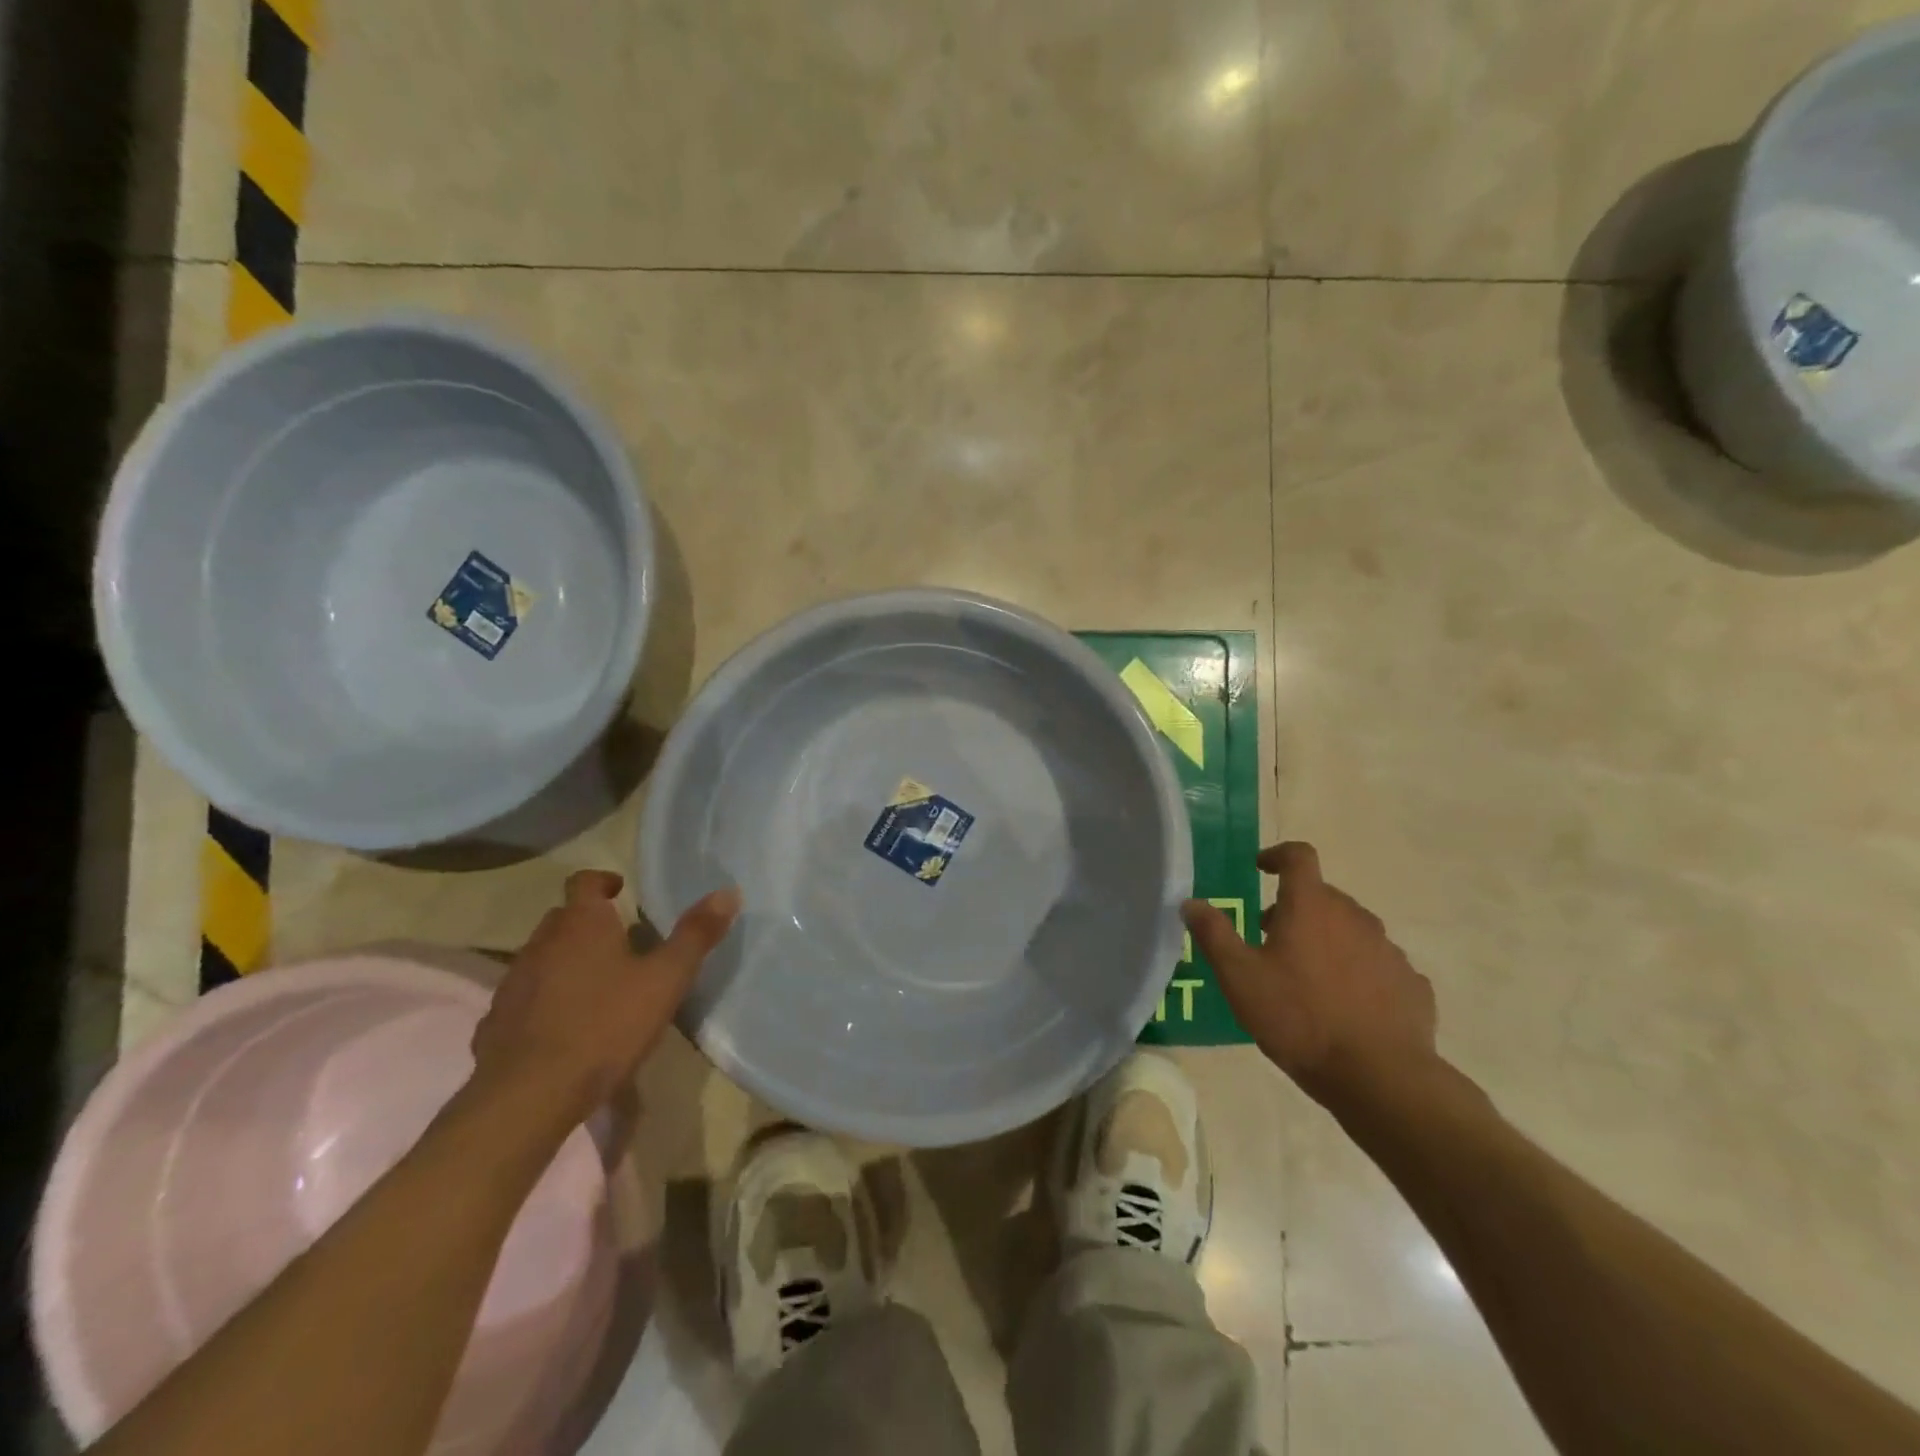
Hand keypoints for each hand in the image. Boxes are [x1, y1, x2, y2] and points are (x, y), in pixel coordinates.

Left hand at [472, 870, 740, 1122]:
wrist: (528, 1095)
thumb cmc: (606, 1025)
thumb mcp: (666, 980)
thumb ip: (696, 935)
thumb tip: (728, 891)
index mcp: (582, 923)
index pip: (584, 881)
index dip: (602, 881)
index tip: (621, 891)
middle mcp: (542, 942)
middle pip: (562, 918)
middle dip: (588, 923)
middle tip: (620, 941)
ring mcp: (513, 983)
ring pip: (542, 957)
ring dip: (565, 961)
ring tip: (597, 985)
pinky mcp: (495, 1023)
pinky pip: (524, 998)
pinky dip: (543, 1000)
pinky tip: (564, 1026)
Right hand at [1182, 842, 1437, 1111]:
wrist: (1379, 1077)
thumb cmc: (1299, 1018)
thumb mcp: (1239, 978)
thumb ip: (1213, 934)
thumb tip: (1191, 902)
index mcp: (1311, 906)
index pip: (1298, 857)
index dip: (1277, 855)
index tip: (1260, 868)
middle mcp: (1355, 917)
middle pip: (1323, 896)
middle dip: (1295, 907)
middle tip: (1270, 937)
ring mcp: (1389, 950)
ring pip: (1352, 930)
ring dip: (1327, 939)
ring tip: (1307, 976)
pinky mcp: (1411, 984)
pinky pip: (1378, 964)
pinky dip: (1358, 971)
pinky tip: (1346, 1004)